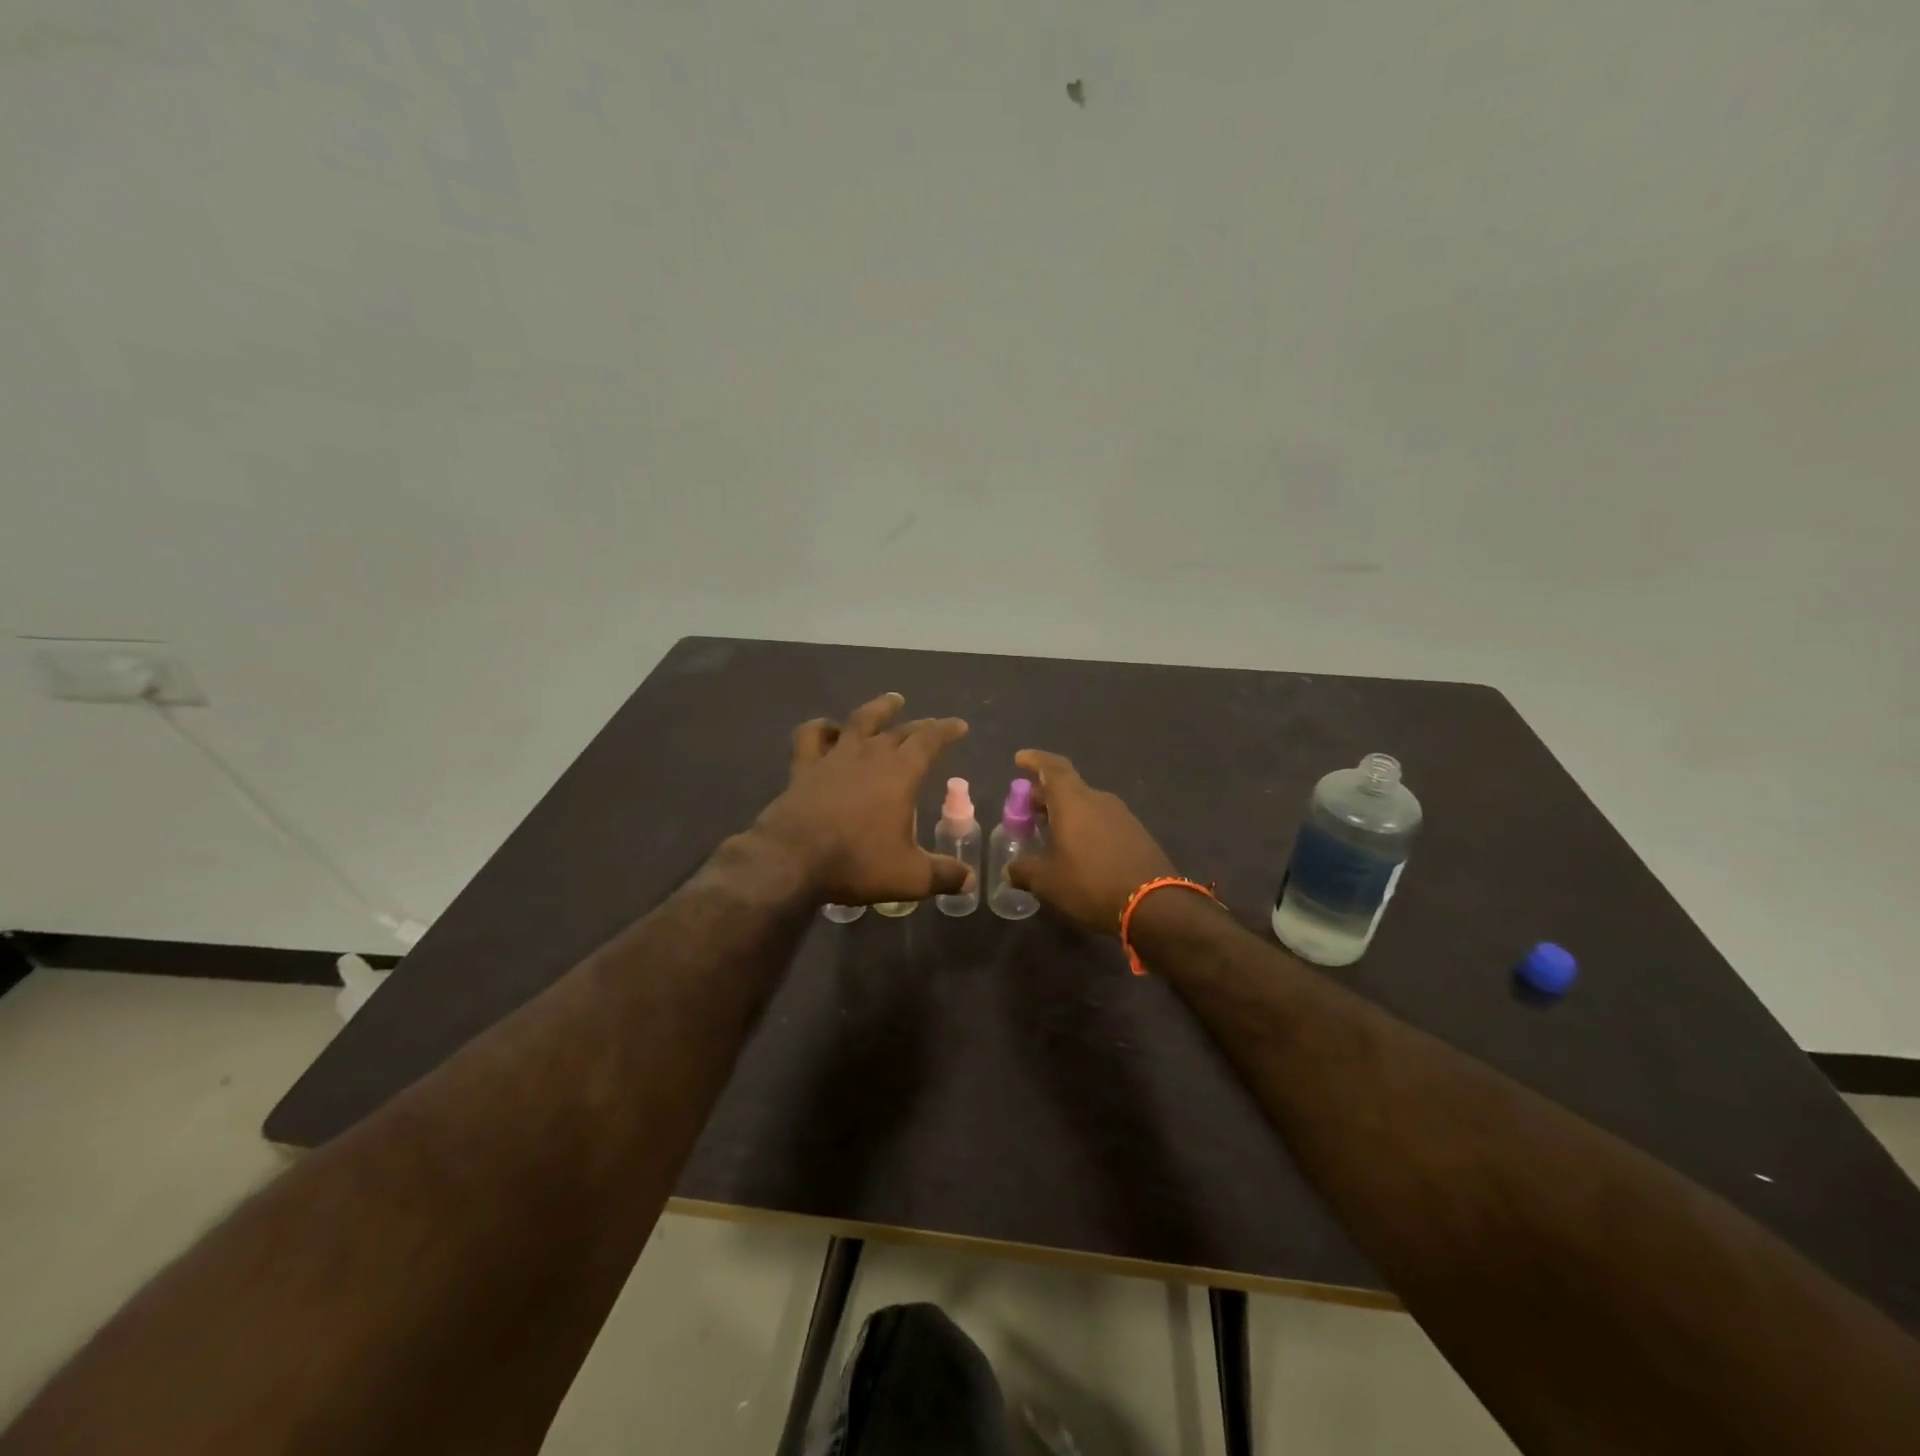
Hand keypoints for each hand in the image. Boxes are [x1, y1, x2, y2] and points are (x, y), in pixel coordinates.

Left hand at [752, 692, 970, 905]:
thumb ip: (943, 875)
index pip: (930, 740)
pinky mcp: (804, 767)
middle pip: (899, 730)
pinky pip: (812, 736)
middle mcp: (870, 755)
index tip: (958, 725)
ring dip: (878, 709)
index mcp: (901, 773)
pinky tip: (829, 729)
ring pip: (859, 721)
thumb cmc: (857, 862)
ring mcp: (834, 757)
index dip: (946, 730)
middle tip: (930, 724)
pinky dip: (822, 728)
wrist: (792, 860)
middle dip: (919, 725)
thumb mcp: (909, 877)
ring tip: (891, 700)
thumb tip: (969, 880)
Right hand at [1004, 749, 1177, 933]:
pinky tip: (1079, 850)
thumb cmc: (1091, 883)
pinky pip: (1103, 822)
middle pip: (1068, 788)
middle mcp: (1099, 800)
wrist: (1155, 905)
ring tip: (1051, 832)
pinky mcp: (1137, 835)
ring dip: (1066, 813)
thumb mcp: (1048, 881)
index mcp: (1074, 801)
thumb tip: (1009, 870)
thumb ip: (1024, 870)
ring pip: (1086, 805)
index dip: (1035, 760)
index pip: (1052, 768)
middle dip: (1046, 795)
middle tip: (1028, 809)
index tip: (1020, 759)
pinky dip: (1085, 827)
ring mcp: (1122, 816)